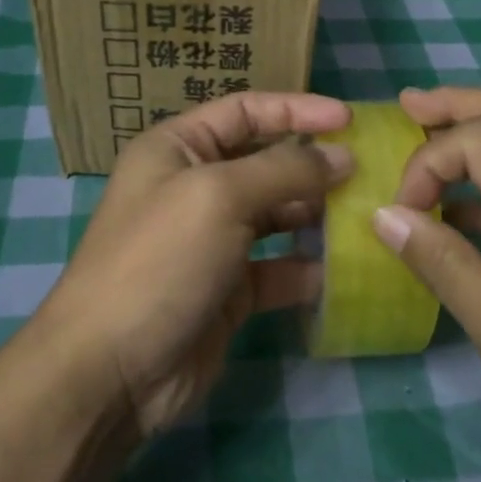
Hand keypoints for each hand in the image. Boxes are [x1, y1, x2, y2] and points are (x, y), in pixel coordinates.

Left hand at [33, 93, 352, 437]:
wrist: (111, 371)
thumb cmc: (159, 261)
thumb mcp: (219, 197)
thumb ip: (285, 170)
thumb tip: (342, 158)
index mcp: (177, 149)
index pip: (245, 111)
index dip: (297, 109)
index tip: (350, 121)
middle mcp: (194, 188)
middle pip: (265, 162)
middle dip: (313, 164)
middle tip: (369, 172)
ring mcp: (212, 241)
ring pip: (276, 215)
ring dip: (316, 214)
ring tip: (365, 214)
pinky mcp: (229, 290)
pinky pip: (278, 267)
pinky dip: (308, 267)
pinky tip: (343, 269)